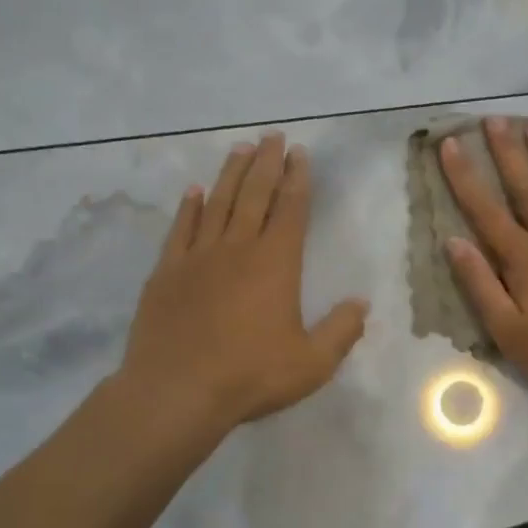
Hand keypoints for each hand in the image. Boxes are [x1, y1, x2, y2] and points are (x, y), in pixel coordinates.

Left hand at [121, 133, 368, 435]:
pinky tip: (194, 191)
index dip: (297, 179)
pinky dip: (189, 207)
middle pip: (254, 194)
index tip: (299, 153)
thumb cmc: (250, 375)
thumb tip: (361, 303)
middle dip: (266, 163)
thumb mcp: (312, 363)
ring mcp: (198, 257)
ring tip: (240, 148)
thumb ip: (341, 331)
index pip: (291, 209)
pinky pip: (180, 229)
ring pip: (218, 203)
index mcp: (276, 263)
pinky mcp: (166, 272)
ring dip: (231, 174)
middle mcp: (237, 248)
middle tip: (272, 136)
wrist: (175, 392)